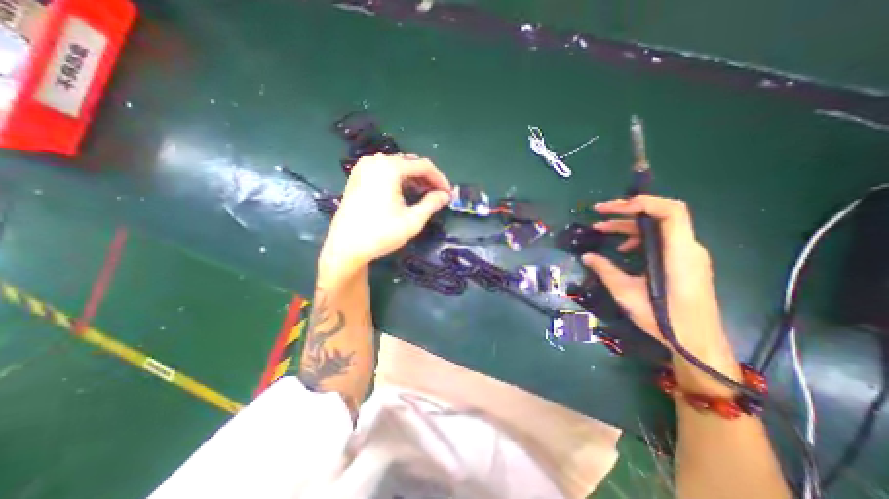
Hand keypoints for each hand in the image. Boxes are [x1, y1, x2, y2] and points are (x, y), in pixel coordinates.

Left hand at [320, 155, 451, 279]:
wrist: (345, 247)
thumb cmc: (381, 234)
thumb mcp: (412, 220)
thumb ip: (432, 204)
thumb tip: (445, 195)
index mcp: (389, 168)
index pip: (423, 166)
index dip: (440, 179)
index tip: (448, 193)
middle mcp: (376, 161)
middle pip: (410, 163)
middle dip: (427, 179)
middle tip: (438, 195)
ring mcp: (364, 167)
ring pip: (397, 167)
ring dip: (413, 179)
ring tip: (424, 196)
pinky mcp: (357, 176)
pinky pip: (385, 172)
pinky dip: (399, 180)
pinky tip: (405, 193)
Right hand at [581, 195, 741, 393]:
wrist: (696, 342)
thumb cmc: (663, 318)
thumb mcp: (626, 292)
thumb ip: (605, 270)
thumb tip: (586, 257)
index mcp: (678, 252)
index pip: (670, 211)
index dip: (642, 202)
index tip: (612, 208)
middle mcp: (688, 248)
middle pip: (660, 214)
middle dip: (627, 210)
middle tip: (599, 212)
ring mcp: (687, 254)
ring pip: (658, 227)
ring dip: (629, 225)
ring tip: (602, 229)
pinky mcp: (684, 262)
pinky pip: (661, 240)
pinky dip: (639, 238)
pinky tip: (623, 250)